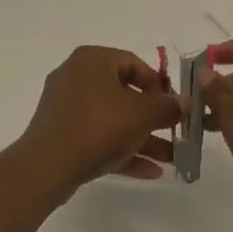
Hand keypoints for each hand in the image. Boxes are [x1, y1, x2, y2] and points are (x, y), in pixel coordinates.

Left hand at [17, 45, 182, 188]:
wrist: (48, 166)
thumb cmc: (98, 126)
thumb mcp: (142, 114)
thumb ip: (167, 106)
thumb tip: (185, 102)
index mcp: (92, 60)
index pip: (134, 63)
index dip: (159, 84)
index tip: (174, 105)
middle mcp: (77, 77)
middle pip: (125, 94)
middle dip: (154, 118)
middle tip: (175, 132)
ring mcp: (67, 108)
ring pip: (114, 120)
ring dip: (143, 138)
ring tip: (172, 158)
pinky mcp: (62, 135)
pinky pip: (99, 137)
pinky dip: (123, 150)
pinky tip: (151, 171)